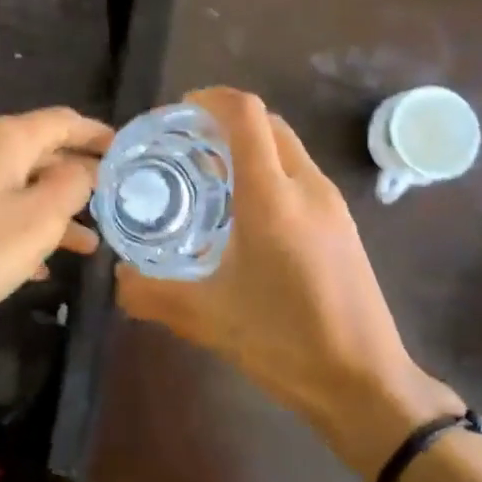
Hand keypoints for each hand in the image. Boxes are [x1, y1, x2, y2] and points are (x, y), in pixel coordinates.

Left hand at [0, 107, 112, 336]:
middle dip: (76, 180)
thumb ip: (71, 187)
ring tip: (84, 246)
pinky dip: (14, 227)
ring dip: (48, 211)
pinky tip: (32, 264)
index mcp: (3, 137)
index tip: (125, 152)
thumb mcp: (37, 220)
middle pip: (37, 153)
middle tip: (109, 205)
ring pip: (11, 185)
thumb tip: (82, 170)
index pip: (64, 121)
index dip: (98, 135)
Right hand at [117, 88, 458, 459]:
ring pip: (287, 148)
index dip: (210, 99)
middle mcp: (306, 186)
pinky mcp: (343, 223)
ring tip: (211, 180)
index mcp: (272, 197)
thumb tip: (117, 278)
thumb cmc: (285, 342)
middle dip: (225, 122)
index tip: (178, 114)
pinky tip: (247, 215)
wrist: (365, 381)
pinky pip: (300, 174)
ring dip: (250, 147)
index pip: (245, 115)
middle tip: (187, 148)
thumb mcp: (207, 319)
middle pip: (267, 123)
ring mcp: (331, 203)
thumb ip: (151, 294)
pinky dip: (270, 171)